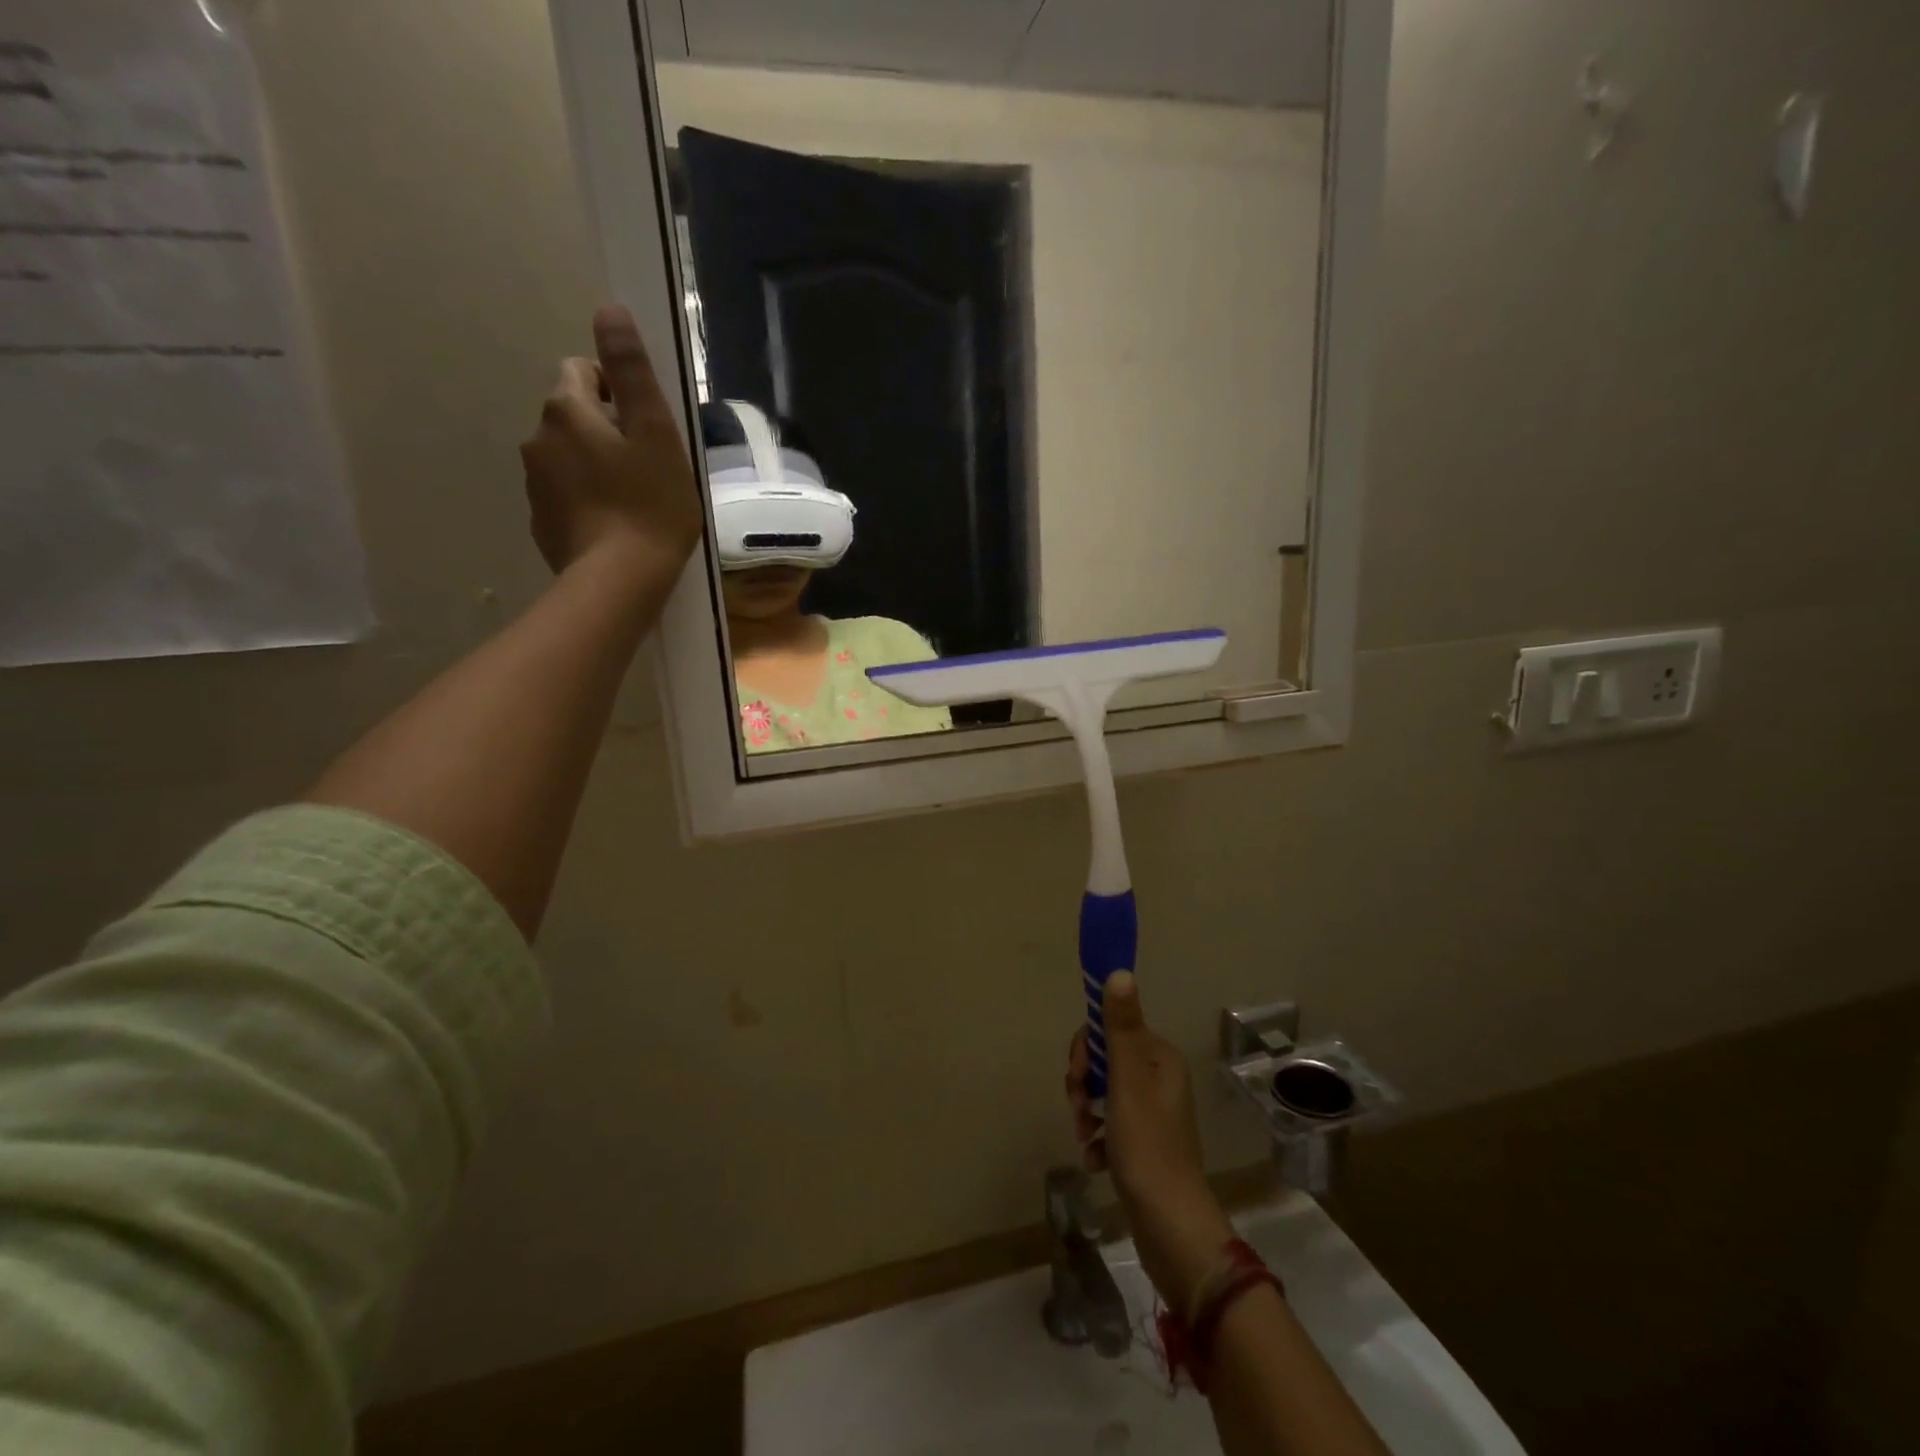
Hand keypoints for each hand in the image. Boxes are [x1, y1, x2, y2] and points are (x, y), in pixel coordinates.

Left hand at [521, 305, 703, 575]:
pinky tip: (614, 526)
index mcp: (567, 410)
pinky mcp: (541, 522)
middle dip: (605, 430)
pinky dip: (585, 500)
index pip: (582, 372)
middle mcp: (538, 438)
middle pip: (573, 416)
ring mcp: (535, 483)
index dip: (618, 391)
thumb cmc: (650, 505)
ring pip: (567, 457)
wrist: (619, 580)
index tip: (646, 427)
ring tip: (633, 501)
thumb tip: (608, 309)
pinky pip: (564, 495)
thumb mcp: (656, 433)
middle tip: (647, 467)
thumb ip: (632, 371)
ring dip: (594, 466)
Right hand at [1068, 972, 1234, 1313]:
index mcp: (1159, 1058)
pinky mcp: (1145, 1143)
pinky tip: (1095, 1158)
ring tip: (1085, 1137)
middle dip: (1084, 1082)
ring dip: (1086, 1111)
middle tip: (1079, 1108)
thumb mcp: (1126, 1082)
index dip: (1087, 1048)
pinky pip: (1110, 1124)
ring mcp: (1153, 1112)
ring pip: (1103, 1092)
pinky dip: (1097, 1136)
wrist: (1171, 1226)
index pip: (1111, 1028)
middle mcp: (1159, 1078)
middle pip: (1105, 1060)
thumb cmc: (1147, 1146)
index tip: (1078, 1076)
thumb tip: (1119, 971)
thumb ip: (1120, 1027)